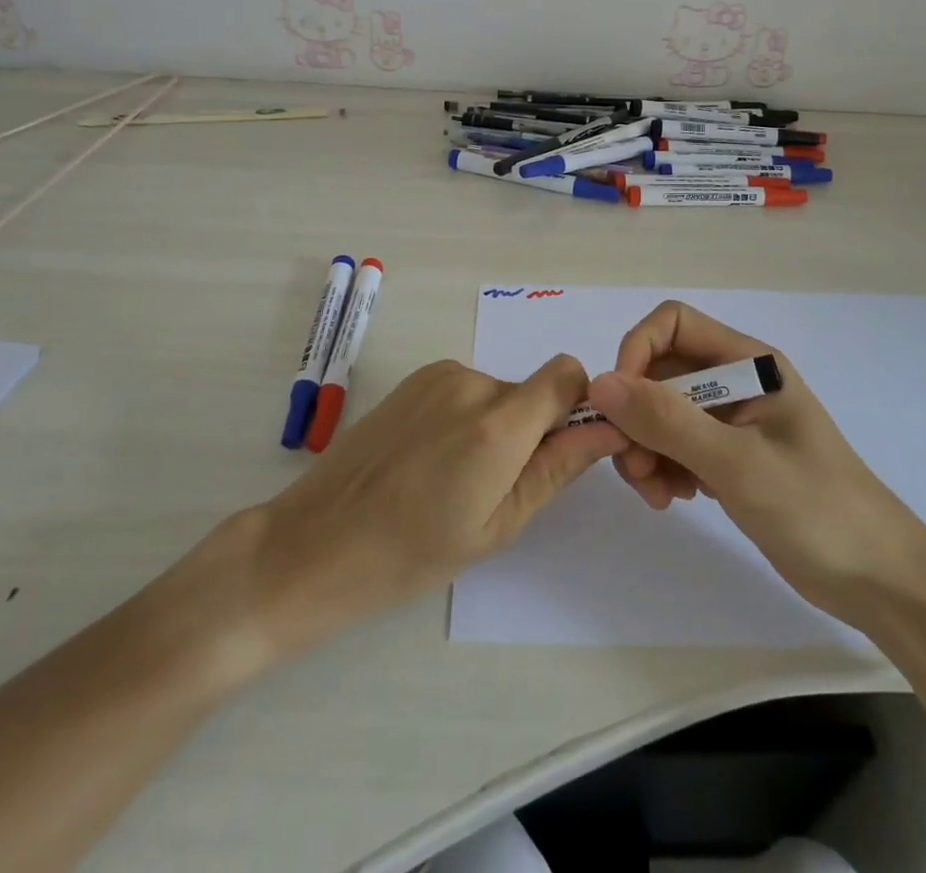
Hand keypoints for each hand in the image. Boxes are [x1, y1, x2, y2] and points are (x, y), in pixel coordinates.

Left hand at [244, 356, 624, 647]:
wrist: (317, 541)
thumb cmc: (413, 551)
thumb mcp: (498, 525)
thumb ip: (557, 468)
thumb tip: (609, 429)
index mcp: (499, 423)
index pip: (567, 374)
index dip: (577, 406)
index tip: (561, 449)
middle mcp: (472, 382)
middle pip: (531, 391)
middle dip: (530, 430)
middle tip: (494, 488)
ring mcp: (438, 376)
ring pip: (497, 393)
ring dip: (495, 426)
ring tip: (453, 479)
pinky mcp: (414, 379)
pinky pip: (465, 389)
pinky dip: (465, 417)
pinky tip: (430, 460)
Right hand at [587, 301, 925, 615]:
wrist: (880, 580)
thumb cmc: (817, 509)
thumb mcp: (737, 463)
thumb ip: (668, 421)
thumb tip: (600, 383)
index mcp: (748, 363)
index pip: (673, 324)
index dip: (637, 353)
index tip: (619, 405)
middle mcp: (736, 382)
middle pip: (660, 372)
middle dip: (636, 415)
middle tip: (634, 467)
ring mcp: (732, 421)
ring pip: (661, 411)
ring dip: (645, 446)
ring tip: (656, 493)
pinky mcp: (729, 457)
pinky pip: (676, 444)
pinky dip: (663, 466)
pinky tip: (674, 499)